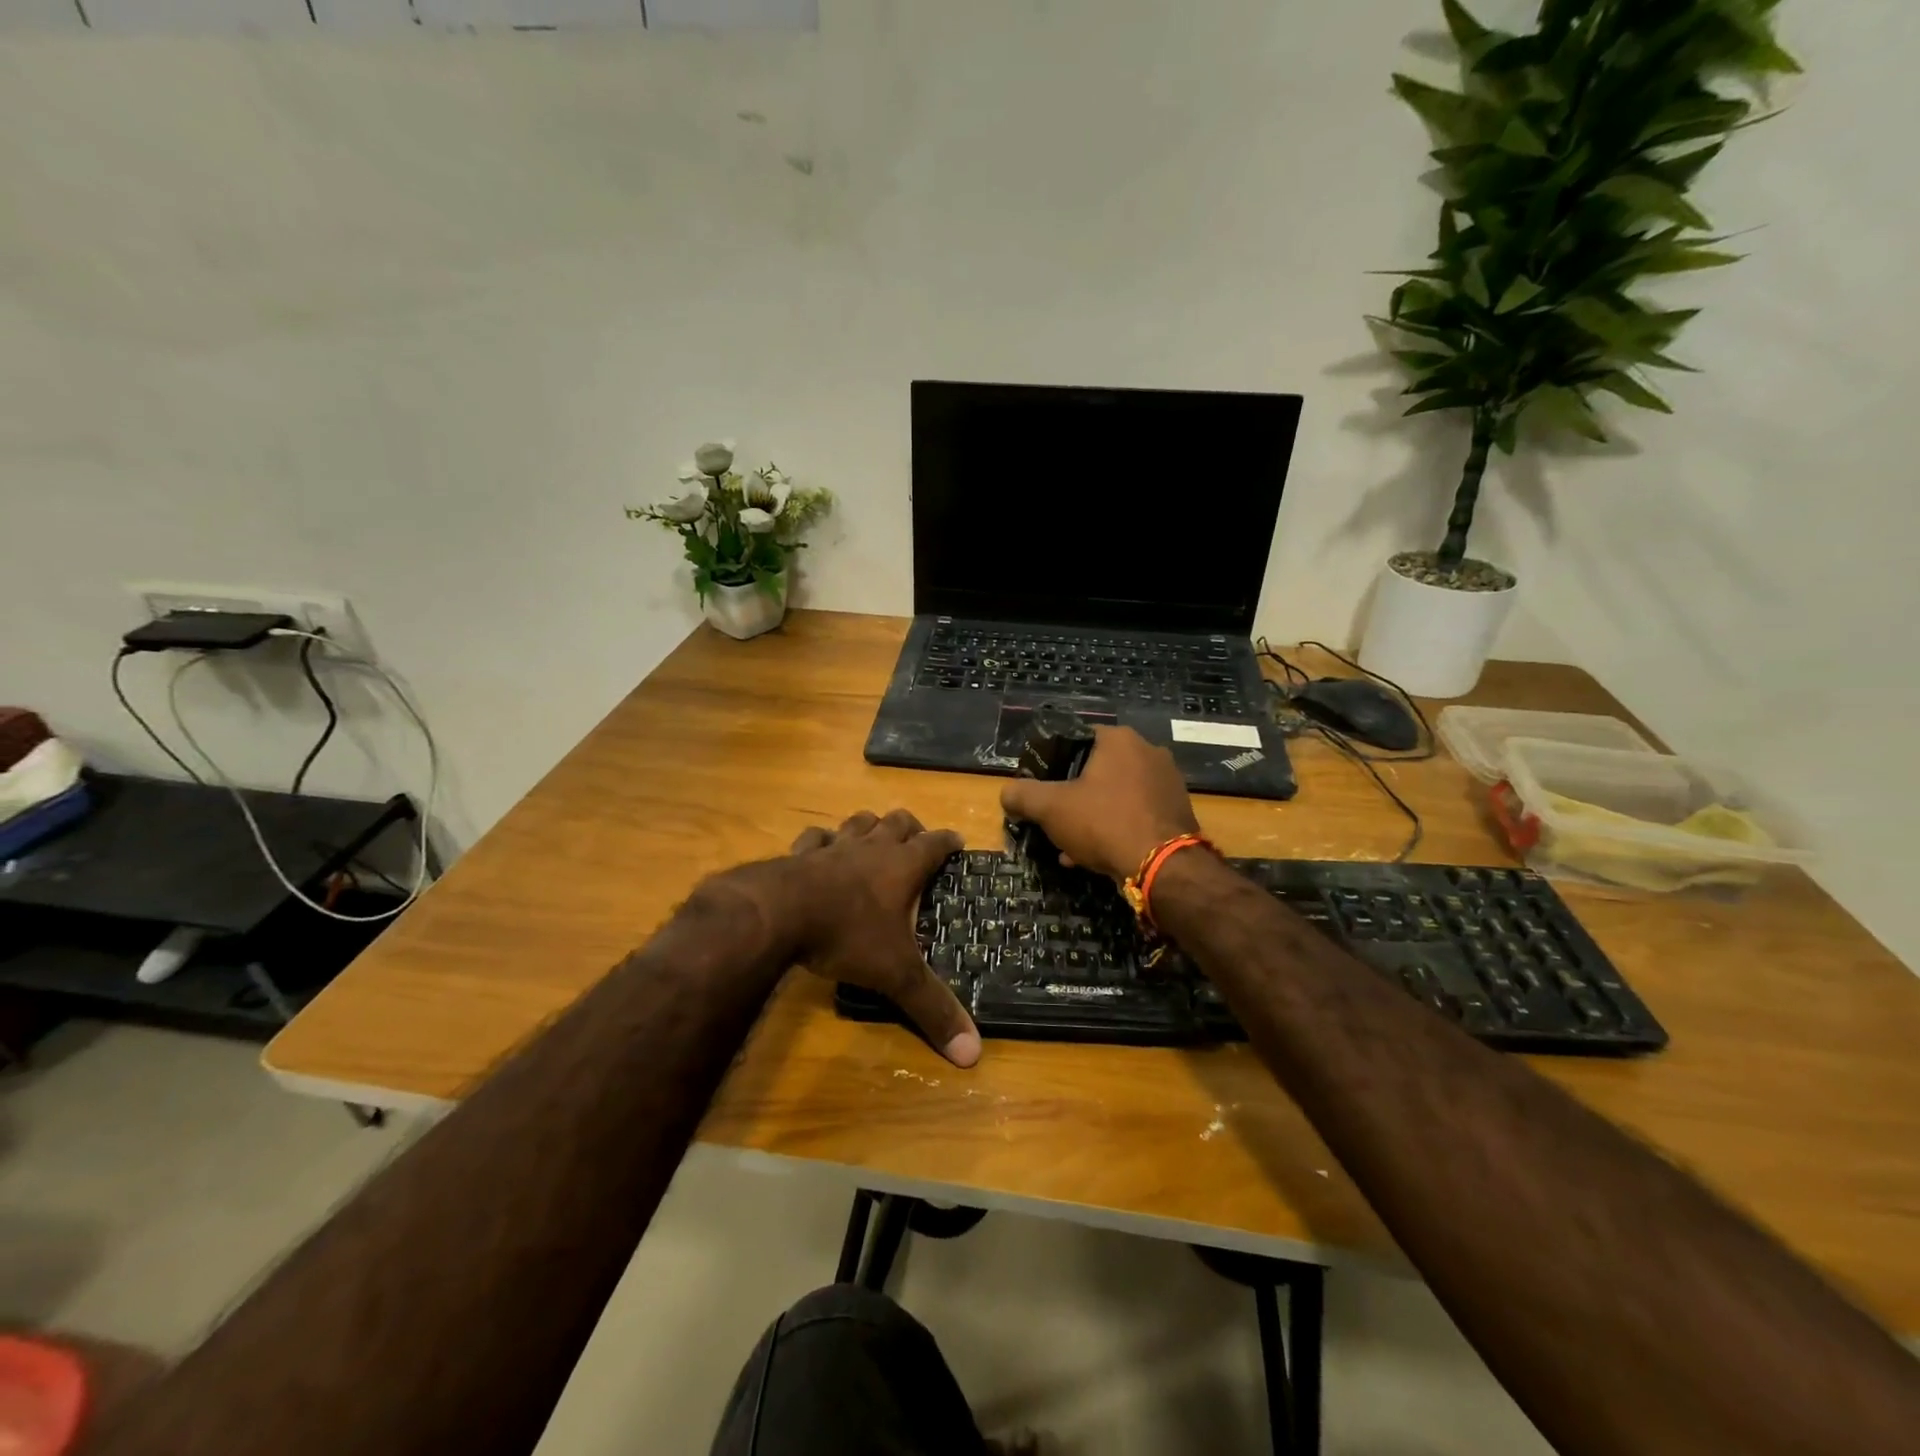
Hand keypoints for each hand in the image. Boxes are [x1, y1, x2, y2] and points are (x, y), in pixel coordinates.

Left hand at [778, 810, 980, 1067]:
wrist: (779, 913)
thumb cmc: (847, 936)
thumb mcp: (896, 975)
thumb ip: (933, 1008)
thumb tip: (973, 1053)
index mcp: (902, 867)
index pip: (935, 843)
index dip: (948, 841)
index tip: (957, 842)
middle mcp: (871, 848)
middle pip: (897, 822)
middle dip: (911, 827)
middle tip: (916, 841)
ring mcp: (833, 846)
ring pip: (858, 821)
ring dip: (869, 826)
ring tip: (874, 837)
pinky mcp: (799, 853)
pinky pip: (815, 837)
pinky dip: (822, 841)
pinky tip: (820, 849)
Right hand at [999, 726, 1199, 883]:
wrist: (1162, 866)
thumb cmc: (1104, 822)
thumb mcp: (1050, 808)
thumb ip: (1023, 795)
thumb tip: (1006, 793)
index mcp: (1120, 739)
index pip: (1077, 739)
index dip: (1053, 762)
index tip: (1041, 786)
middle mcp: (1149, 752)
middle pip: (1097, 769)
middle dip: (1072, 795)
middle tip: (1054, 818)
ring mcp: (1168, 782)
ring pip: (1116, 795)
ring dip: (1092, 815)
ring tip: (1069, 844)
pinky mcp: (1178, 811)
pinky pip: (1136, 814)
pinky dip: (1115, 828)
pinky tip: (1094, 856)